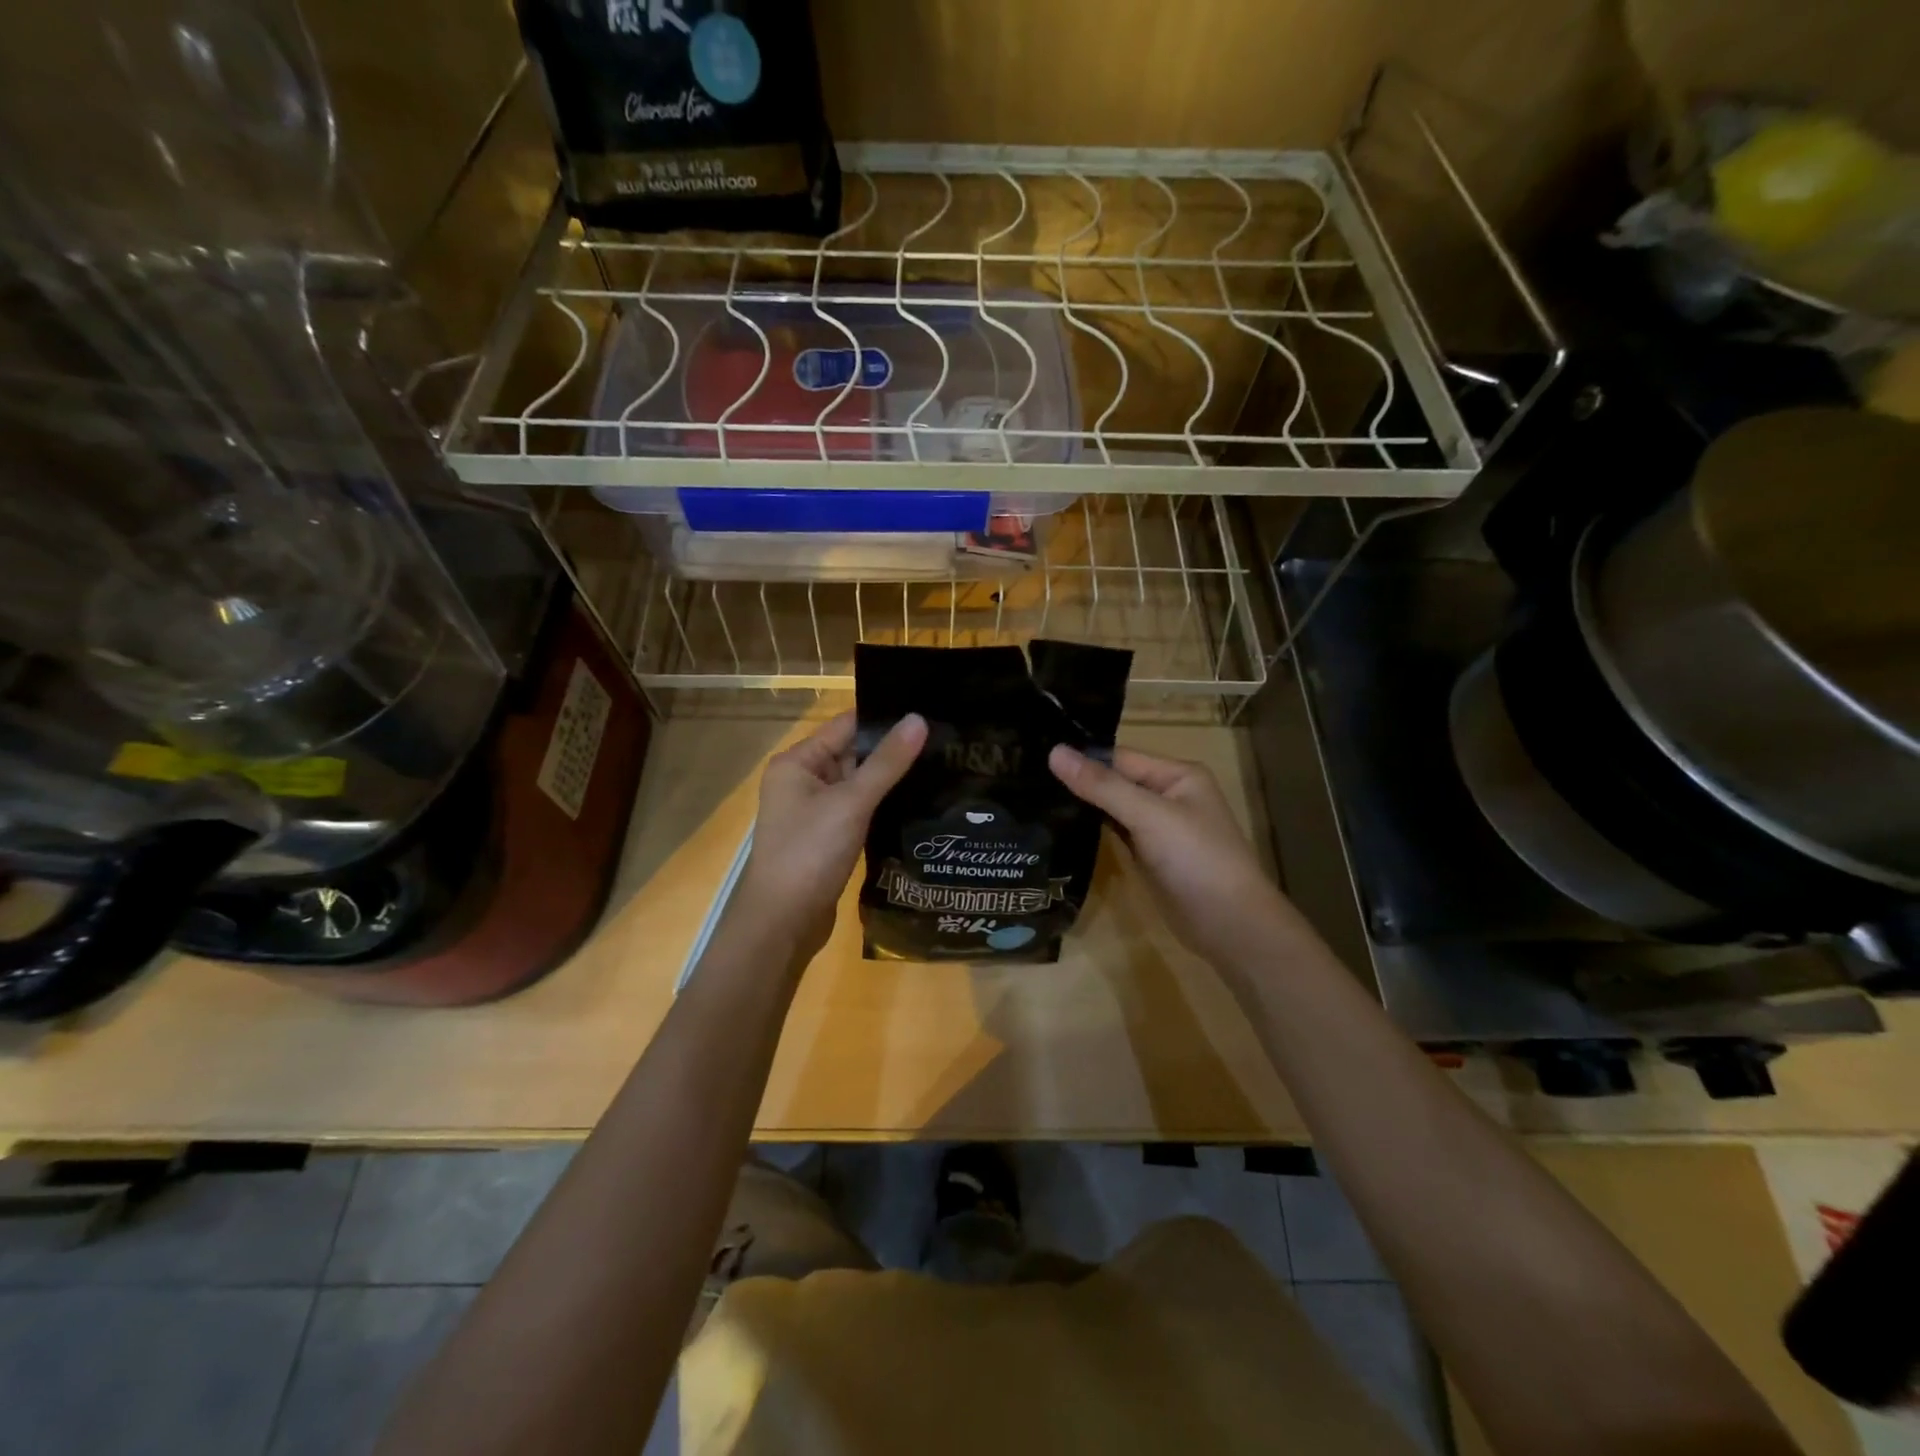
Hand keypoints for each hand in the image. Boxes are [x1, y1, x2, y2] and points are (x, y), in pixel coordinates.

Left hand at [733, 711, 927, 967]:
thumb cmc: (810, 853)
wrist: (783, 922)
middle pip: (853, 753)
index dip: (885, 719)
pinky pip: (859, 810)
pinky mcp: (828, 838)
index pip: (846, 725)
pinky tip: (918, 802)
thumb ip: (887, 762)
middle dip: (893, 750)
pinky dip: (882, 806)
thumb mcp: (851, 802)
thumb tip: (919, 719)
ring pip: (859, 784)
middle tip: (945, 740)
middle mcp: (802, 781)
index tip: (928, 712)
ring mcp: (815, 811)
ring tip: (941, 766)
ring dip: (891, 780)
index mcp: (797, 762)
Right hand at [1049, 744, 1299, 964]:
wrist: (1229, 925)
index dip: (1082, 758)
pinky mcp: (1148, 855)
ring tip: (1034, 796)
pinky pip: (1116, 833)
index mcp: (1177, 775)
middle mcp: (1168, 795)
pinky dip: (1093, 829)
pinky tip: (1060, 825)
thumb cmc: (1196, 859)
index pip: (1119, 757)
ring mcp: (1158, 827)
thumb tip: (1054, 751)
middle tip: (1026, 776)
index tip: (1034, 756)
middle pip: (1115, 780)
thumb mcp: (1148, 815)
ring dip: (1082, 805)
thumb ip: (1101, 785)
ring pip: (1113, 808)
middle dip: (1078, 781)